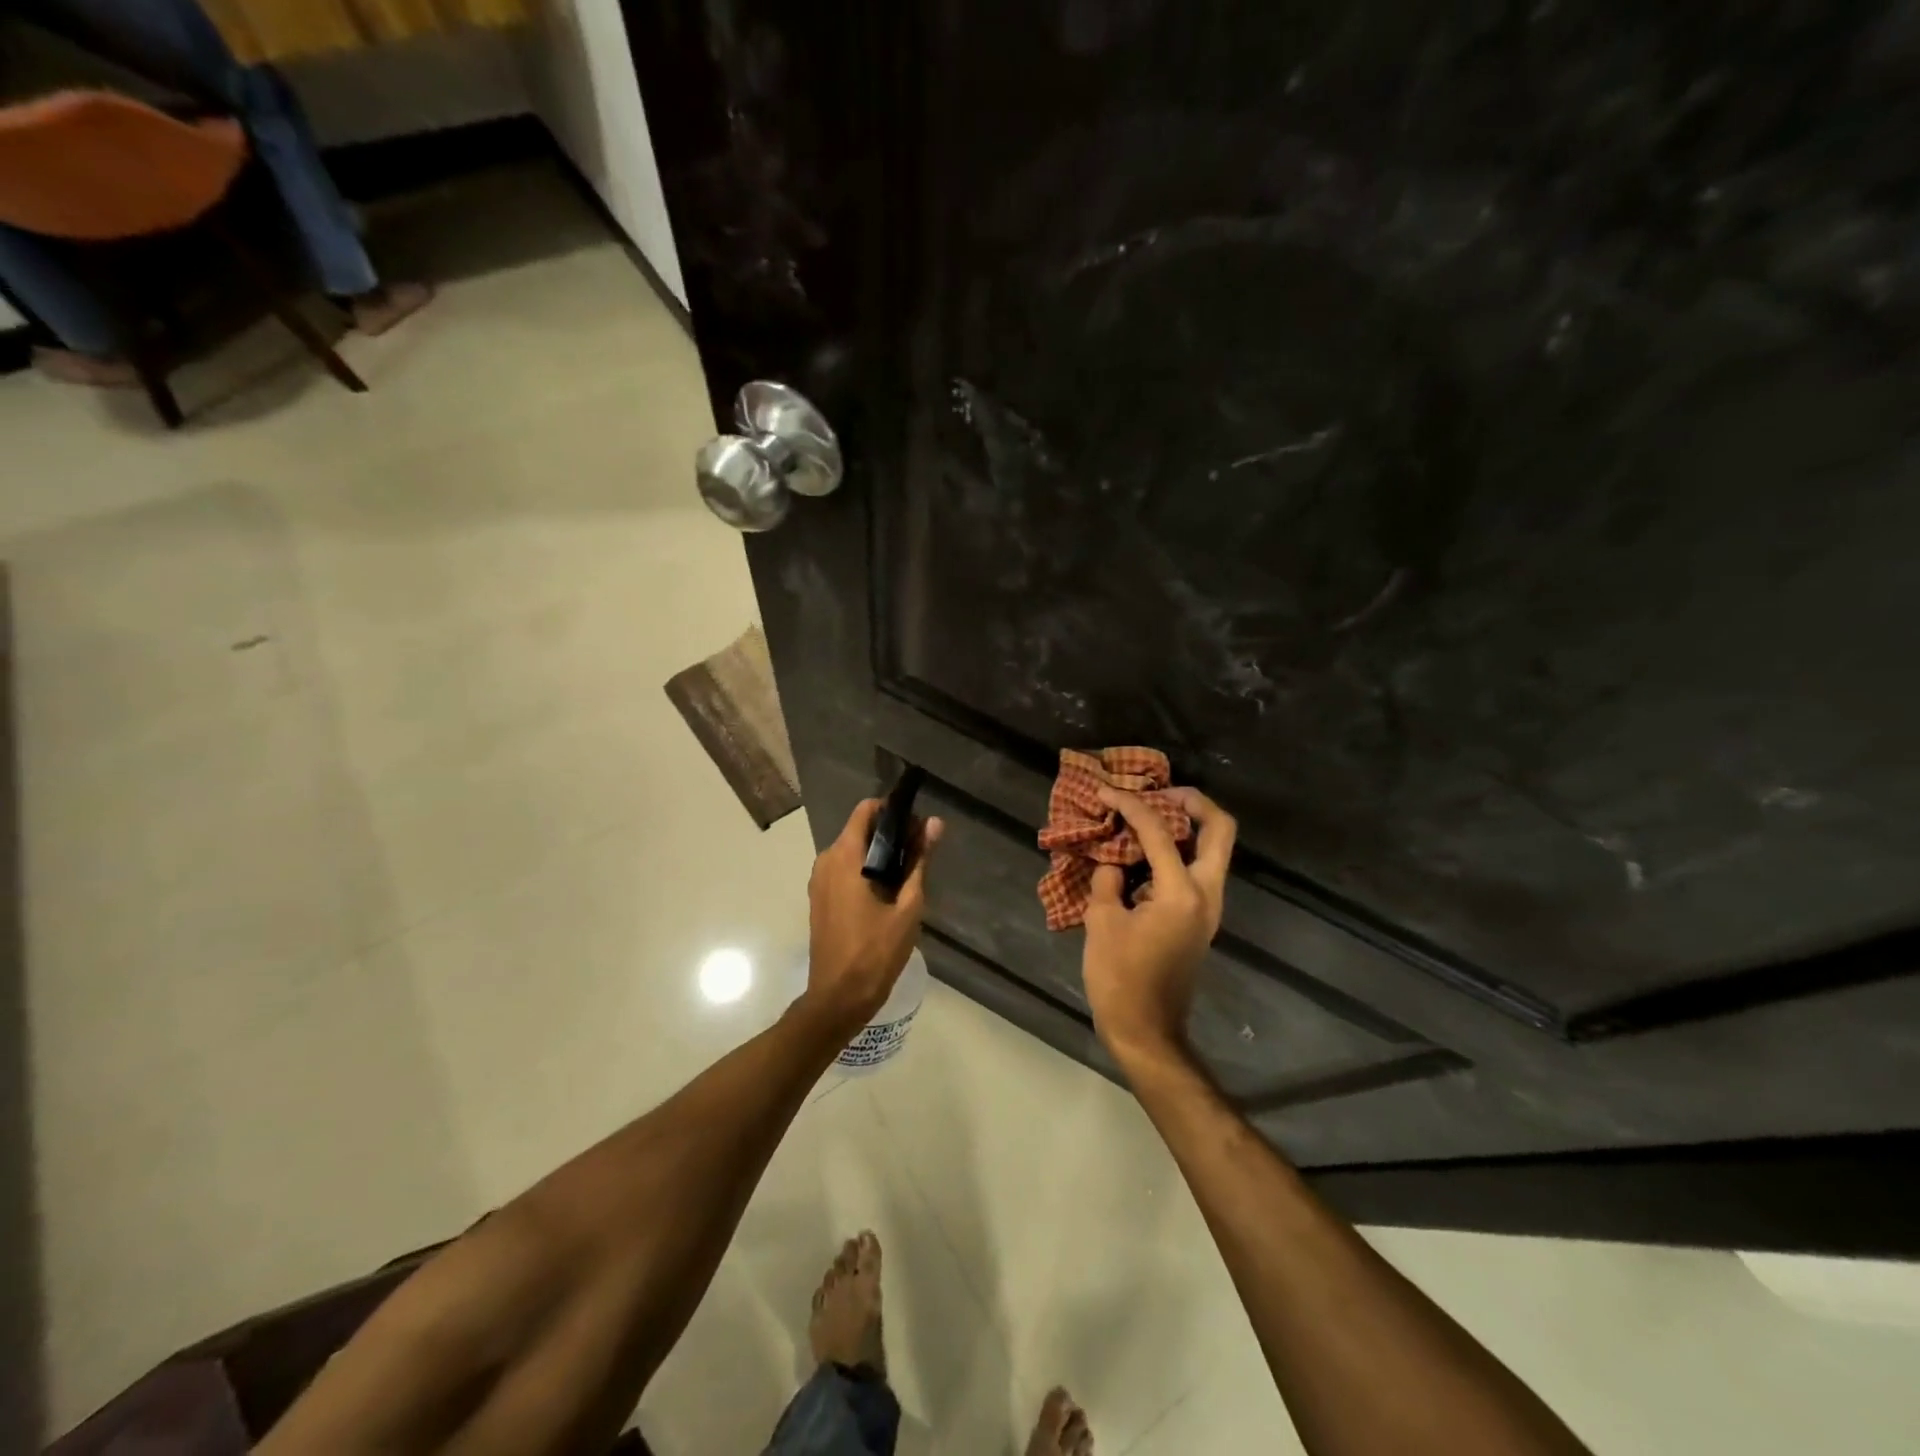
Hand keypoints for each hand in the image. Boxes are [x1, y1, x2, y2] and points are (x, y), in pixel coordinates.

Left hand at [804, 798, 944, 1028]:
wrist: (839, 998)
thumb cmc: (876, 952)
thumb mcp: (907, 906)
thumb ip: (919, 860)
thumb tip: (934, 823)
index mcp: (845, 857)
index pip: (866, 810)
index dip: (893, 810)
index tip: (917, 824)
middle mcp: (826, 861)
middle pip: (860, 830)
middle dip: (890, 834)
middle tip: (920, 852)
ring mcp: (819, 881)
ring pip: (852, 851)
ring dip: (879, 854)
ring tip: (909, 873)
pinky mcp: (819, 898)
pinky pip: (844, 870)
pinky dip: (865, 870)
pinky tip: (888, 892)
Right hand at [1081, 786, 1236, 1068]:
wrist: (1146, 1031)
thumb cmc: (1120, 979)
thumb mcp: (1102, 922)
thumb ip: (1109, 880)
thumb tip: (1115, 862)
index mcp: (1181, 893)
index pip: (1159, 832)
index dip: (1131, 805)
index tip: (1106, 792)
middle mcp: (1206, 894)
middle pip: (1219, 830)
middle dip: (1192, 802)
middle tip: (1160, 792)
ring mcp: (1209, 908)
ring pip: (1213, 849)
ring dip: (1188, 825)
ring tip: (1149, 816)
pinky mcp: (1201, 919)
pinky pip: (1199, 869)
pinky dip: (1179, 850)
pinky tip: (1145, 851)